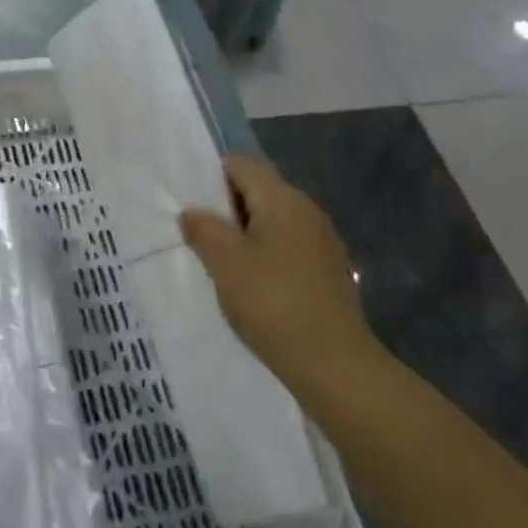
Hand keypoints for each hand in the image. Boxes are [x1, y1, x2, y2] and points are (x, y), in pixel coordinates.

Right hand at [179, 156, 383, 388]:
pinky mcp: (330, 270)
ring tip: (225, 267)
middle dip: (228, 209)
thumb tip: (193, 211)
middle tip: (203, 240)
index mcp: (282, 199)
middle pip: (260, 190)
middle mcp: (307, 210)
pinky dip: (268, 256)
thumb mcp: (225, 264)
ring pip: (274, 220)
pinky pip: (290, 246)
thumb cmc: (273, 303)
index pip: (243, 164)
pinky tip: (256, 288)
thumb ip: (204, 230)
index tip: (196, 209)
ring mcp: (323, 240)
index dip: (214, 178)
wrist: (335, 364)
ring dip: (247, 235)